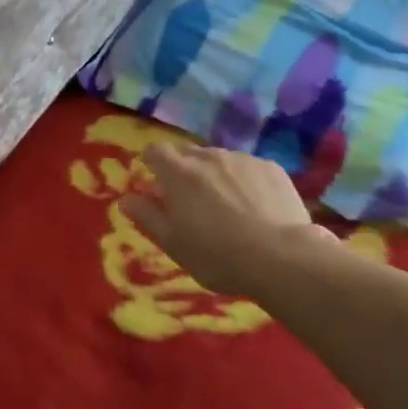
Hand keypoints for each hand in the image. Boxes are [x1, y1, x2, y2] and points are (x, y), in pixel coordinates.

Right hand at [122, 143, 324, 295]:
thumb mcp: (173, 243)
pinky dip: (245, 181)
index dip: (153, 163)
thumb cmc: (217, 254)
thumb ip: (146, 217)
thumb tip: (125, 199)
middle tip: (192, 202)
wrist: (282, 257)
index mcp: (179, 173)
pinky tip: (256, 208)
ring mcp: (243, 159)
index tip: (156, 183)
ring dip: (216, 175)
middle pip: (189, 153)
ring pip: (220, 160)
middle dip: (185, 171)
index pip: (156, 151)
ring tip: (228, 207)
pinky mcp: (272, 168)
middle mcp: (209, 156)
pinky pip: (249, 168)